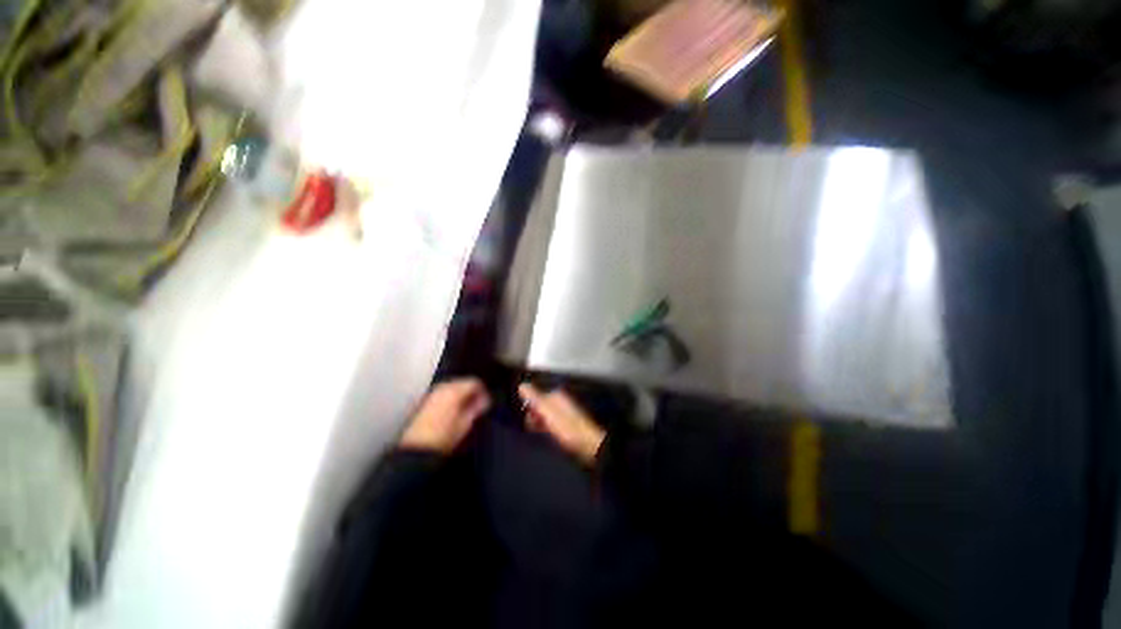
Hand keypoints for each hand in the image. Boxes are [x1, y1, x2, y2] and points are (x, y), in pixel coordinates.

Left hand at [400, 379, 490, 452]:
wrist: (417, 448)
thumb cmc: (445, 436)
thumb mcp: (465, 424)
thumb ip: (477, 408)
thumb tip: (485, 400)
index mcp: (455, 391)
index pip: (474, 382)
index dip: (482, 391)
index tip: (486, 402)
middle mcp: (443, 387)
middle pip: (462, 382)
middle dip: (470, 391)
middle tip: (476, 405)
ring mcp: (432, 393)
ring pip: (452, 386)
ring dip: (460, 394)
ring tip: (464, 408)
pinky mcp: (424, 400)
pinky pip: (442, 392)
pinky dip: (449, 397)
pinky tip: (451, 409)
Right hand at [518, 383, 605, 464]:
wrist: (588, 443)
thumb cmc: (567, 427)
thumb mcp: (547, 411)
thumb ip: (534, 397)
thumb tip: (522, 385)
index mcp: (556, 395)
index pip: (535, 397)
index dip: (529, 408)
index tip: (529, 418)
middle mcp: (561, 401)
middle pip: (540, 406)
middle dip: (535, 417)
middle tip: (537, 427)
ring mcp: (565, 413)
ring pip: (545, 417)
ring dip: (541, 424)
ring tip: (544, 432)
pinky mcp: (567, 424)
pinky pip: (552, 424)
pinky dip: (548, 429)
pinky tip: (550, 435)